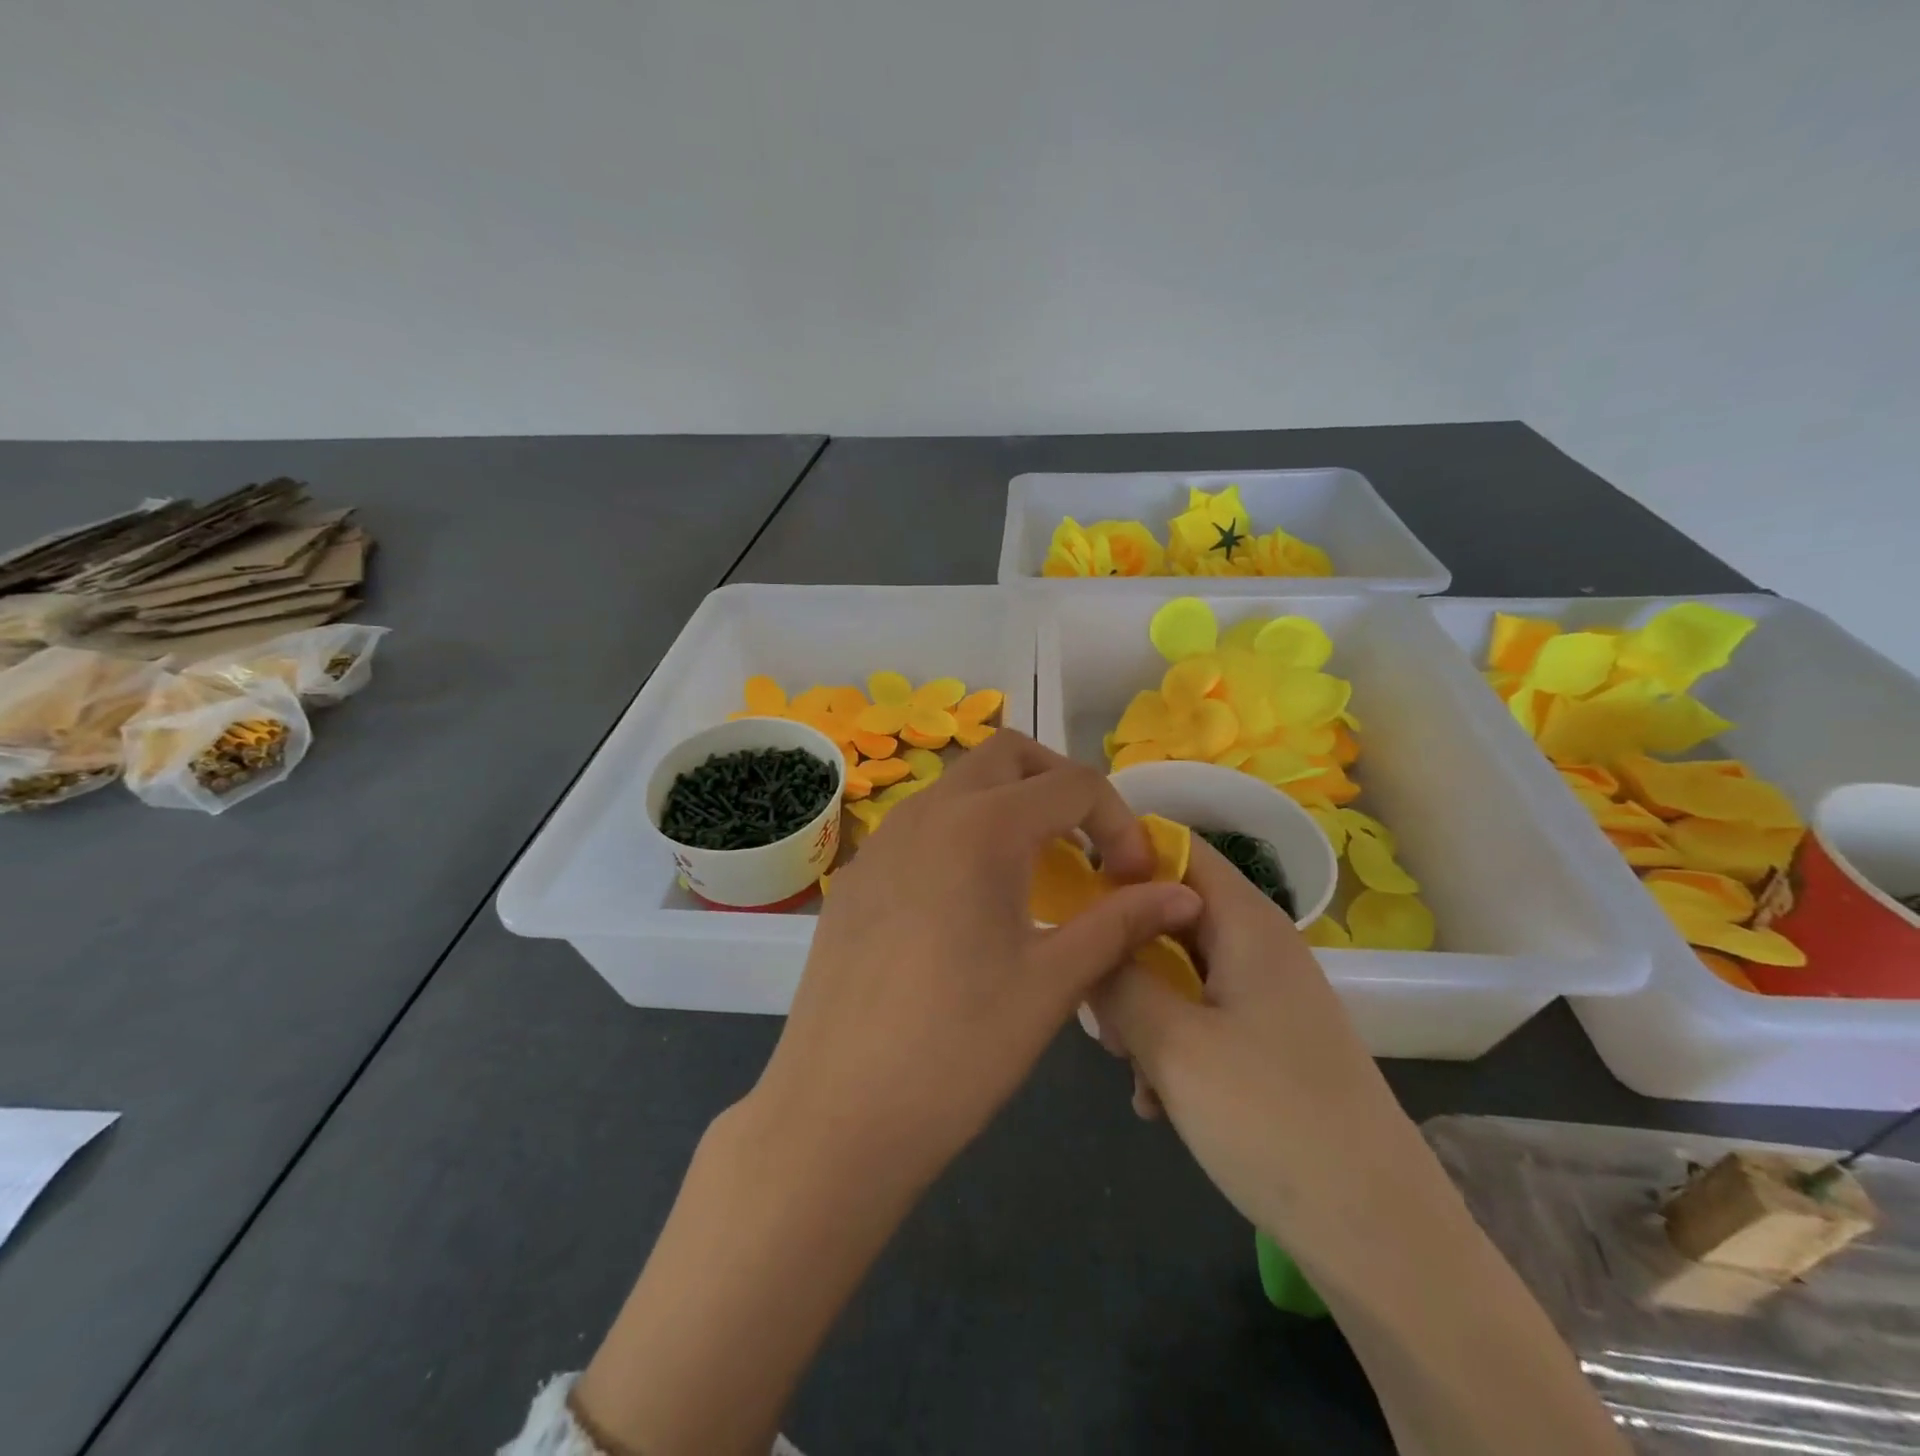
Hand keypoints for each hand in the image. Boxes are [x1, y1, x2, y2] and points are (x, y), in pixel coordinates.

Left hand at [745, 731, 1201, 1202]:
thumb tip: (1185, 894)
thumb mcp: (1053, 983)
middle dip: (1059, 783)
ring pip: (958, 785)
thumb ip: (1120, 923)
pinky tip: (966, 906)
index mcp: (981, 826)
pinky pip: (920, 825)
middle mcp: (926, 812)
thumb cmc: (957, 1049)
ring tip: (1032, 874)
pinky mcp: (856, 875)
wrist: (835, 1114)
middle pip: (1007, 754)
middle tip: (1085, 845)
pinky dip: (961, 835)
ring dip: (1007, 805)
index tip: (1132, 880)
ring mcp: (881, 840)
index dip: (1120, 822)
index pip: (1073, 783)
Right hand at [1091, 835, 1426, 1247]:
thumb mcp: (1171, 1041)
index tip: (1069, 890)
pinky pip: (1200, 1015)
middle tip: (1091, 999)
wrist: (1377, 1233)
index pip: (1177, 848)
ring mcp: (1266, 995)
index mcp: (1246, 922)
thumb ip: (1116, 977)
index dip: (1121, 855)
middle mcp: (1258, 945)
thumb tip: (1086, 941)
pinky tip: (1153, 1098)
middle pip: (1170, 911)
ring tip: (1121, 1059)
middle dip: (1121, 948)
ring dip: (1140, 1004)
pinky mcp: (1268, 1042)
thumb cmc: (1268, 1117)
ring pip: (1179, 968)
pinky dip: (1169, 1041)